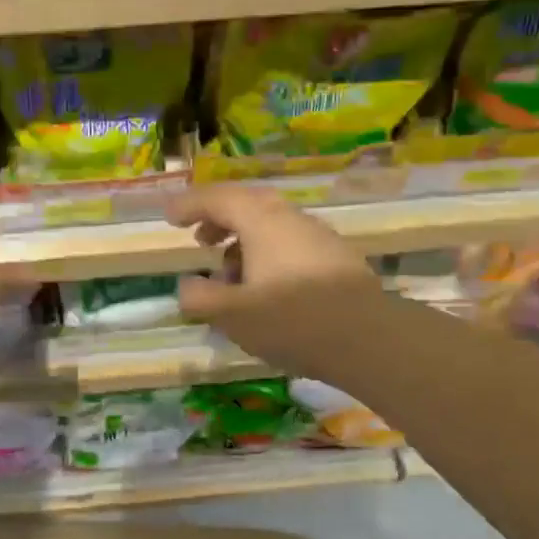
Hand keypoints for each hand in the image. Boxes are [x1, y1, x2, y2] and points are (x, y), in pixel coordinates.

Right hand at [169, 186, 393, 384]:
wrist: (369, 340)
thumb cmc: (292, 321)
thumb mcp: (232, 315)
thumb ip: (200, 297)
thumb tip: (188, 285)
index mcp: (262, 222)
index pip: (218, 198)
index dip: (190, 204)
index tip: (169, 217)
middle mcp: (291, 219)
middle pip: (248, 205)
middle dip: (218, 219)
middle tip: (200, 240)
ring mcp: (318, 237)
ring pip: (271, 226)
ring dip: (243, 242)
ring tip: (229, 275)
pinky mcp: (336, 259)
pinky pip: (290, 244)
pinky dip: (266, 255)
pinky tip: (266, 289)